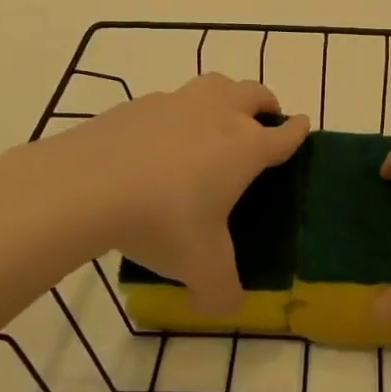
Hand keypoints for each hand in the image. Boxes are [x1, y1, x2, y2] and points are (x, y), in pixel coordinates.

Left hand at [0, 74, 308, 313]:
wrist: (88, 185)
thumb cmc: (163, 220)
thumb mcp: (201, 268)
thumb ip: (222, 291)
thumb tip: (226, 307)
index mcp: (246, 147)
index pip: (285, 133)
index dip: (298, 131)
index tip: (302, 127)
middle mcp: (219, 114)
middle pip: (255, 93)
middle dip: (266, 104)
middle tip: (262, 123)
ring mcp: (178, 103)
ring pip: (215, 84)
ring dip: (225, 96)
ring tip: (215, 121)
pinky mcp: (139, 103)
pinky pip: (170, 101)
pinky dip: (176, 114)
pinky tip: (159, 142)